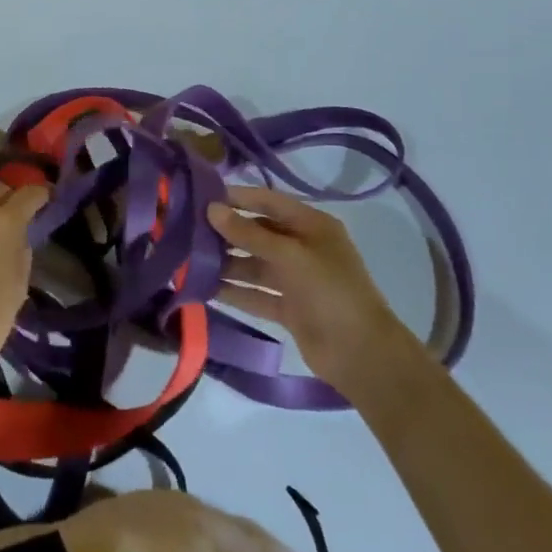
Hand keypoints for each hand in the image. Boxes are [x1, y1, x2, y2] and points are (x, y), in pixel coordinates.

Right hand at [209, 186, 404, 397]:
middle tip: (188, 230)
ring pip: (254, 264)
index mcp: (312, 226)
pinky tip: (204, 288)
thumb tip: (211, 209)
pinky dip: (234, 291)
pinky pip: (255, 293)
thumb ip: (250, 234)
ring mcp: (295, 279)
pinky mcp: (288, 308)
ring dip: (226, 263)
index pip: (268, 202)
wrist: (362, 355)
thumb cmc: (331, 292)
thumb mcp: (290, 256)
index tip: (202, 197)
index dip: (238, 197)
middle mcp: (303, 247)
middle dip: (227, 232)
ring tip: (190, 260)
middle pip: (258, 233)